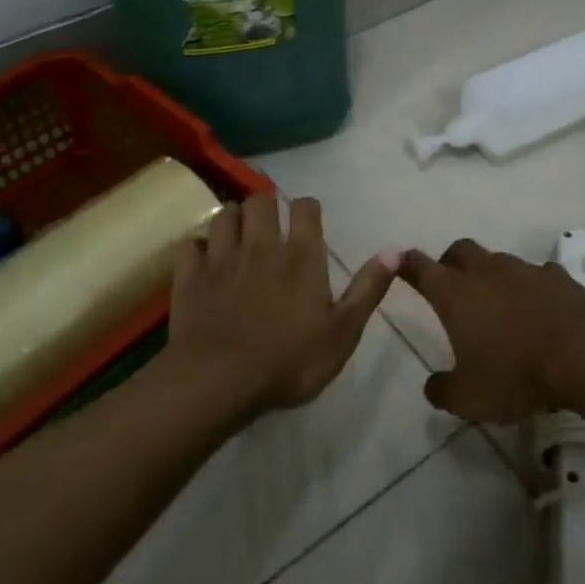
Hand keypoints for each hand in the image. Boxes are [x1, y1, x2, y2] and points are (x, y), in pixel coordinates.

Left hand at [166, 194, 395, 419]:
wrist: (219, 382)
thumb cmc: (289, 361)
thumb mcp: (342, 333)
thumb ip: (367, 290)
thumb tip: (395, 252)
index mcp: (301, 256)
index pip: (305, 208)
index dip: (308, 208)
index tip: (308, 220)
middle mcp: (261, 245)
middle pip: (261, 201)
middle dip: (267, 205)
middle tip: (270, 224)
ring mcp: (221, 258)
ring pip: (224, 214)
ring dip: (233, 218)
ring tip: (238, 233)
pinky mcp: (189, 276)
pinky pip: (190, 245)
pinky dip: (198, 247)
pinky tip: (203, 259)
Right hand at [399, 240, 584, 421]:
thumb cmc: (517, 373)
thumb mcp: (470, 398)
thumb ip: (443, 391)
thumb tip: (433, 386)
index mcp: (456, 294)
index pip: (421, 268)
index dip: (407, 264)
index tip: (399, 260)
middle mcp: (486, 272)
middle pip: (460, 250)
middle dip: (450, 261)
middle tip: (451, 283)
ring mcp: (525, 271)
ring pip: (499, 261)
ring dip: (493, 275)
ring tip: (499, 304)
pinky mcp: (558, 278)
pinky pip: (537, 275)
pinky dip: (532, 287)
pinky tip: (540, 309)